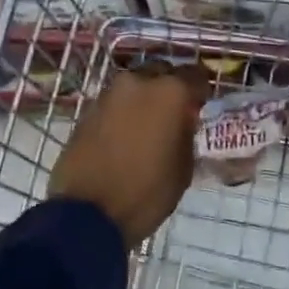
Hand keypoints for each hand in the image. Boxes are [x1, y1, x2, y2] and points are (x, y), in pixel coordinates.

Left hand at [50, 65, 208, 248]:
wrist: (87, 214)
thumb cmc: (146, 193)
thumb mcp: (183, 168)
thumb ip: (186, 134)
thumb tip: (182, 122)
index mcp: (169, 92)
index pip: (196, 76)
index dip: (202, 91)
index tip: (203, 105)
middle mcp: (137, 82)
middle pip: (161, 74)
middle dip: (170, 90)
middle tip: (175, 114)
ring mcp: (108, 95)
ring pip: (134, 88)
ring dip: (144, 101)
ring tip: (149, 127)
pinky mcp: (86, 111)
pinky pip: (114, 105)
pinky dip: (123, 114)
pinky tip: (126, 136)